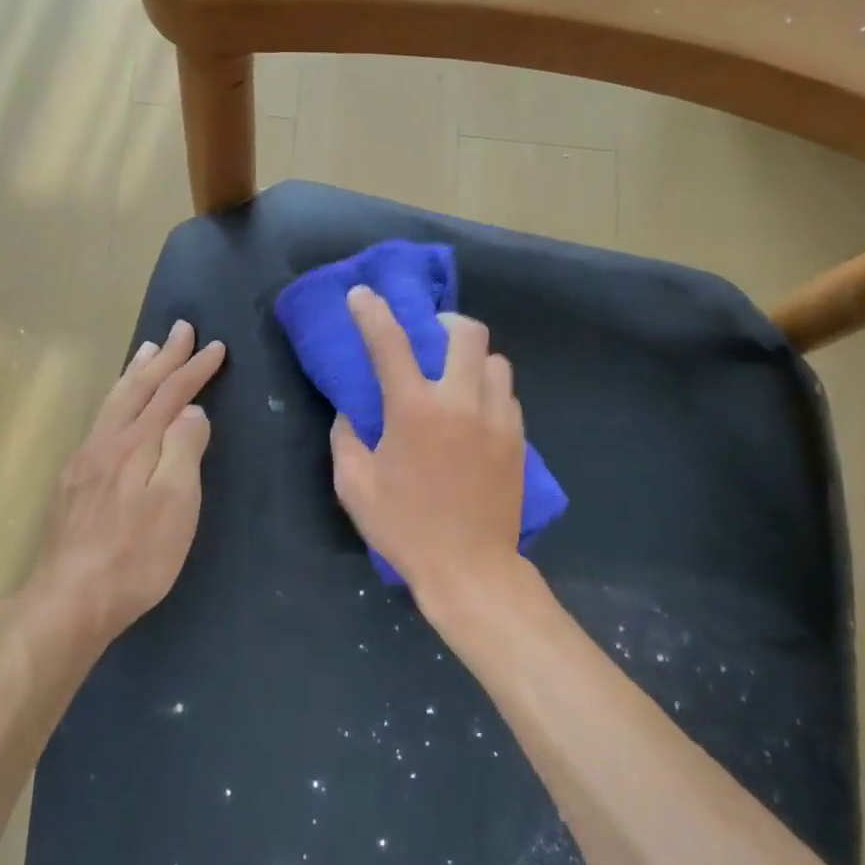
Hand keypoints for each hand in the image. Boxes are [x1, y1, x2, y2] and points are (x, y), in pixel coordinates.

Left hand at [33, 320, 226, 638]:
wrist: (70, 599)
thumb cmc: (136, 555)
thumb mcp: (175, 503)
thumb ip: (183, 450)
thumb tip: (192, 411)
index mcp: (136, 445)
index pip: (171, 395)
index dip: (194, 369)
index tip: (215, 346)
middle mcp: (107, 442)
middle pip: (138, 389)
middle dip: (163, 357)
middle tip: (180, 327)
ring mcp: (85, 460)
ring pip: (114, 401)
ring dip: (135, 371)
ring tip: (146, 349)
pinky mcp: (74, 481)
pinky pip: (101, 420)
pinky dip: (117, 397)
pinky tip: (116, 405)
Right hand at [330, 286, 526, 615]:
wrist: (471, 569)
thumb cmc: (405, 529)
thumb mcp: (355, 487)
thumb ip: (346, 438)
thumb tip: (351, 412)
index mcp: (414, 411)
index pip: (390, 343)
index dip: (372, 312)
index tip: (362, 294)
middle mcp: (461, 402)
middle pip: (467, 332)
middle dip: (445, 323)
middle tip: (430, 338)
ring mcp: (497, 419)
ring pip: (496, 361)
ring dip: (472, 360)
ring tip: (456, 380)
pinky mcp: (518, 438)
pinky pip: (507, 394)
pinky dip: (488, 392)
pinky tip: (474, 415)